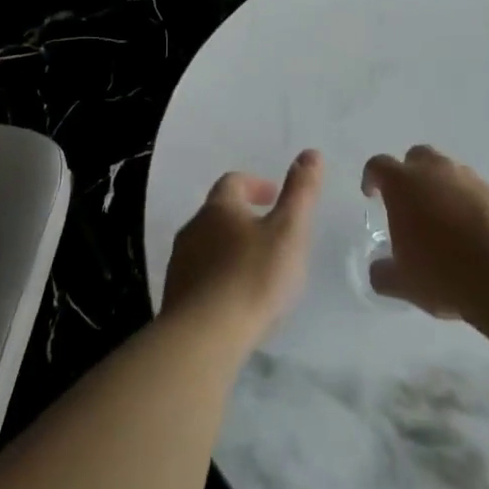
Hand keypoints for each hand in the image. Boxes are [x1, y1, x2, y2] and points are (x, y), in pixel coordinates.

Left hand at [162, 150, 320, 348]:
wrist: (204, 335)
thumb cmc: (253, 276)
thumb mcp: (289, 231)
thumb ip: (301, 192)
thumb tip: (311, 153)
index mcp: (219, 208)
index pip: (233, 182)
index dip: (255, 185)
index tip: (275, 197)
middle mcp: (193, 228)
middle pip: (218, 213)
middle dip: (243, 218)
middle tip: (271, 234)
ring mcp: (180, 262)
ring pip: (207, 245)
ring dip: (230, 249)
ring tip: (257, 269)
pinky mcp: (177, 295)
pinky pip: (201, 275)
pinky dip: (219, 277)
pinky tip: (236, 299)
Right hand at [362, 145, 488, 319]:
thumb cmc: (443, 272)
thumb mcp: (404, 282)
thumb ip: (384, 273)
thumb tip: (378, 271)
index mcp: (404, 184)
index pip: (379, 165)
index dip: (372, 177)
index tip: (371, 194)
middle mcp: (436, 172)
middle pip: (418, 157)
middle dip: (410, 173)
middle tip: (409, 202)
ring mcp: (471, 180)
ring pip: (449, 172)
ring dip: (441, 188)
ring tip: (442, 222)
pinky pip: (475, 192)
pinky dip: (468, 204)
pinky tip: (471, 234)